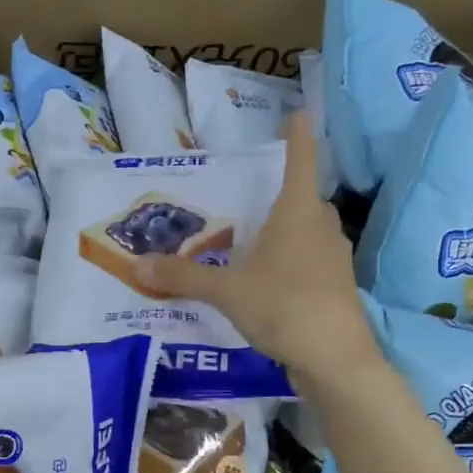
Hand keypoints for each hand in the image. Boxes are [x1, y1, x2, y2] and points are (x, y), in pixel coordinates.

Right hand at [133, 116, 379, 385]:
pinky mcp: (335, 289)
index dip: (299, 137)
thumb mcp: (225, 290)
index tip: (301, 112)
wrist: (335, 359)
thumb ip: (182, 277)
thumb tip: (137, 265)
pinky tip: (267, 281)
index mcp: (298, 213)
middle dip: (287, 193)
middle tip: (254, 196)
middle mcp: (321, 229)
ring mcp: (333, 260)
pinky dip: (291, 263)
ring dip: (289, 231)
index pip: (300, 162)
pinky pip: (310, 263)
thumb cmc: (284, 305)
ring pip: (310, 234)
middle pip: (307, 200)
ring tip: (254, 241)